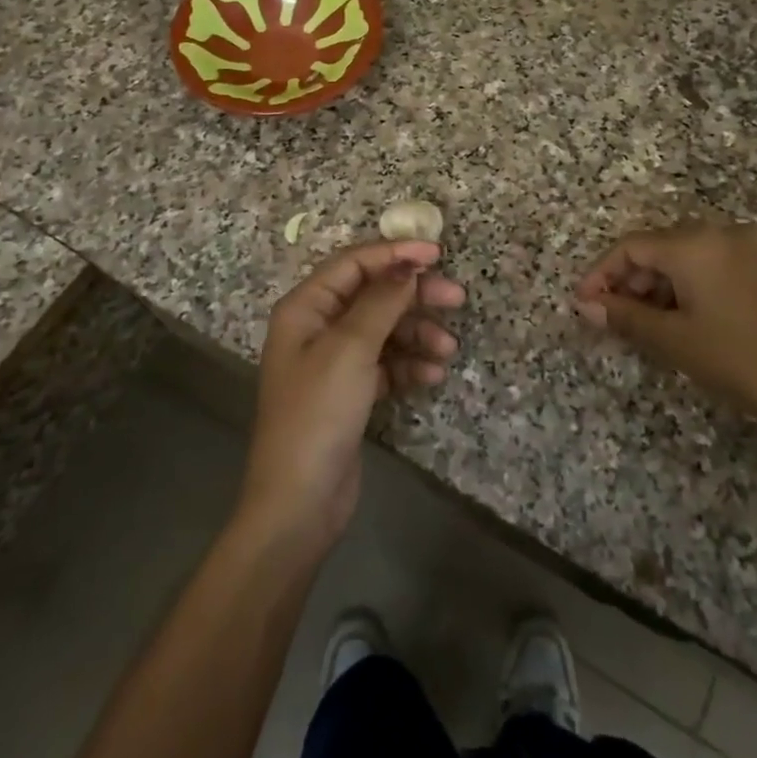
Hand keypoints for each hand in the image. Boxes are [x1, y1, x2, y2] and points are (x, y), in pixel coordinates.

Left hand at [237, 239, 463, 553]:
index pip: (353, 264)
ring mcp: (333, 362)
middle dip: (413, 295)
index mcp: (305, 307)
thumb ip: (381, 301)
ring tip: (447, 349)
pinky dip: (409, 365)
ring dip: (417, 334)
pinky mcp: (350, 392)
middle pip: (372, 295)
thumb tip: (408, 265)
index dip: (395, 253)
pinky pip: (385, 363)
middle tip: (457, 298)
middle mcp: (317, 327)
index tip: (437, 254)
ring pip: (384, 330)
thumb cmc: (318, 414)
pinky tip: (432, 377)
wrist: (299, 503)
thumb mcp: (350, 350)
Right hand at [576, 221, 756, 433]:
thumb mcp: (672, 339)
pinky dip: (688, 282)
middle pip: (658, 246)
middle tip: (613, 315)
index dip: (601, 273)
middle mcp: (720, 232)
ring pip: (685, 254)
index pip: (631, 247)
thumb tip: (585, 304)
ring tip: (645, 320)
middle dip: (630, 279)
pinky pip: (711, 261)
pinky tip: (682, 314)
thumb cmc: (736, 359)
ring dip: (658, 282)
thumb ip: (624, 315)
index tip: (584, 302)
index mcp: (694, 243)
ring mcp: (747, 246)